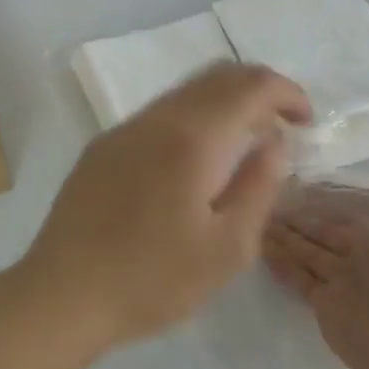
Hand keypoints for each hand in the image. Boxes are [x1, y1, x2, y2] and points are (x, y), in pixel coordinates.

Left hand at [17, 63, 311, 350]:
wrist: (63, 293)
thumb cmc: (153, 279)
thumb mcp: (227, 248)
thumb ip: (259, 186)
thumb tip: (275, 143)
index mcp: (192, 137)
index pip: (250, 84)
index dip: (287, 93)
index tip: (305, 123)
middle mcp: (157, 118)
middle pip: (217, 75)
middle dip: (258, 91)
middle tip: (281, 129)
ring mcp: (124, 128)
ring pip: (185, 92)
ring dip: (223, 104)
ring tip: (242, 146)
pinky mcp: (103, 145)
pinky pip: (159, 114)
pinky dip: (192, 119)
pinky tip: (193, 162)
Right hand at [262, 183, 368, 368]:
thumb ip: (344, 208)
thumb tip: (307, 197)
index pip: (340, 200)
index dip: (311, 192)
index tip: (279, 179)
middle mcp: (365, 247)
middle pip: (320, 225)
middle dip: (292, 212)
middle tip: (256, 196)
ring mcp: (345, 278)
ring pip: (306, 249)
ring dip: (281, 235)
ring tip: (250, 217)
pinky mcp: (328, 306)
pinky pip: (299, 277)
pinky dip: (280, 263)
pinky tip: (259, 247)